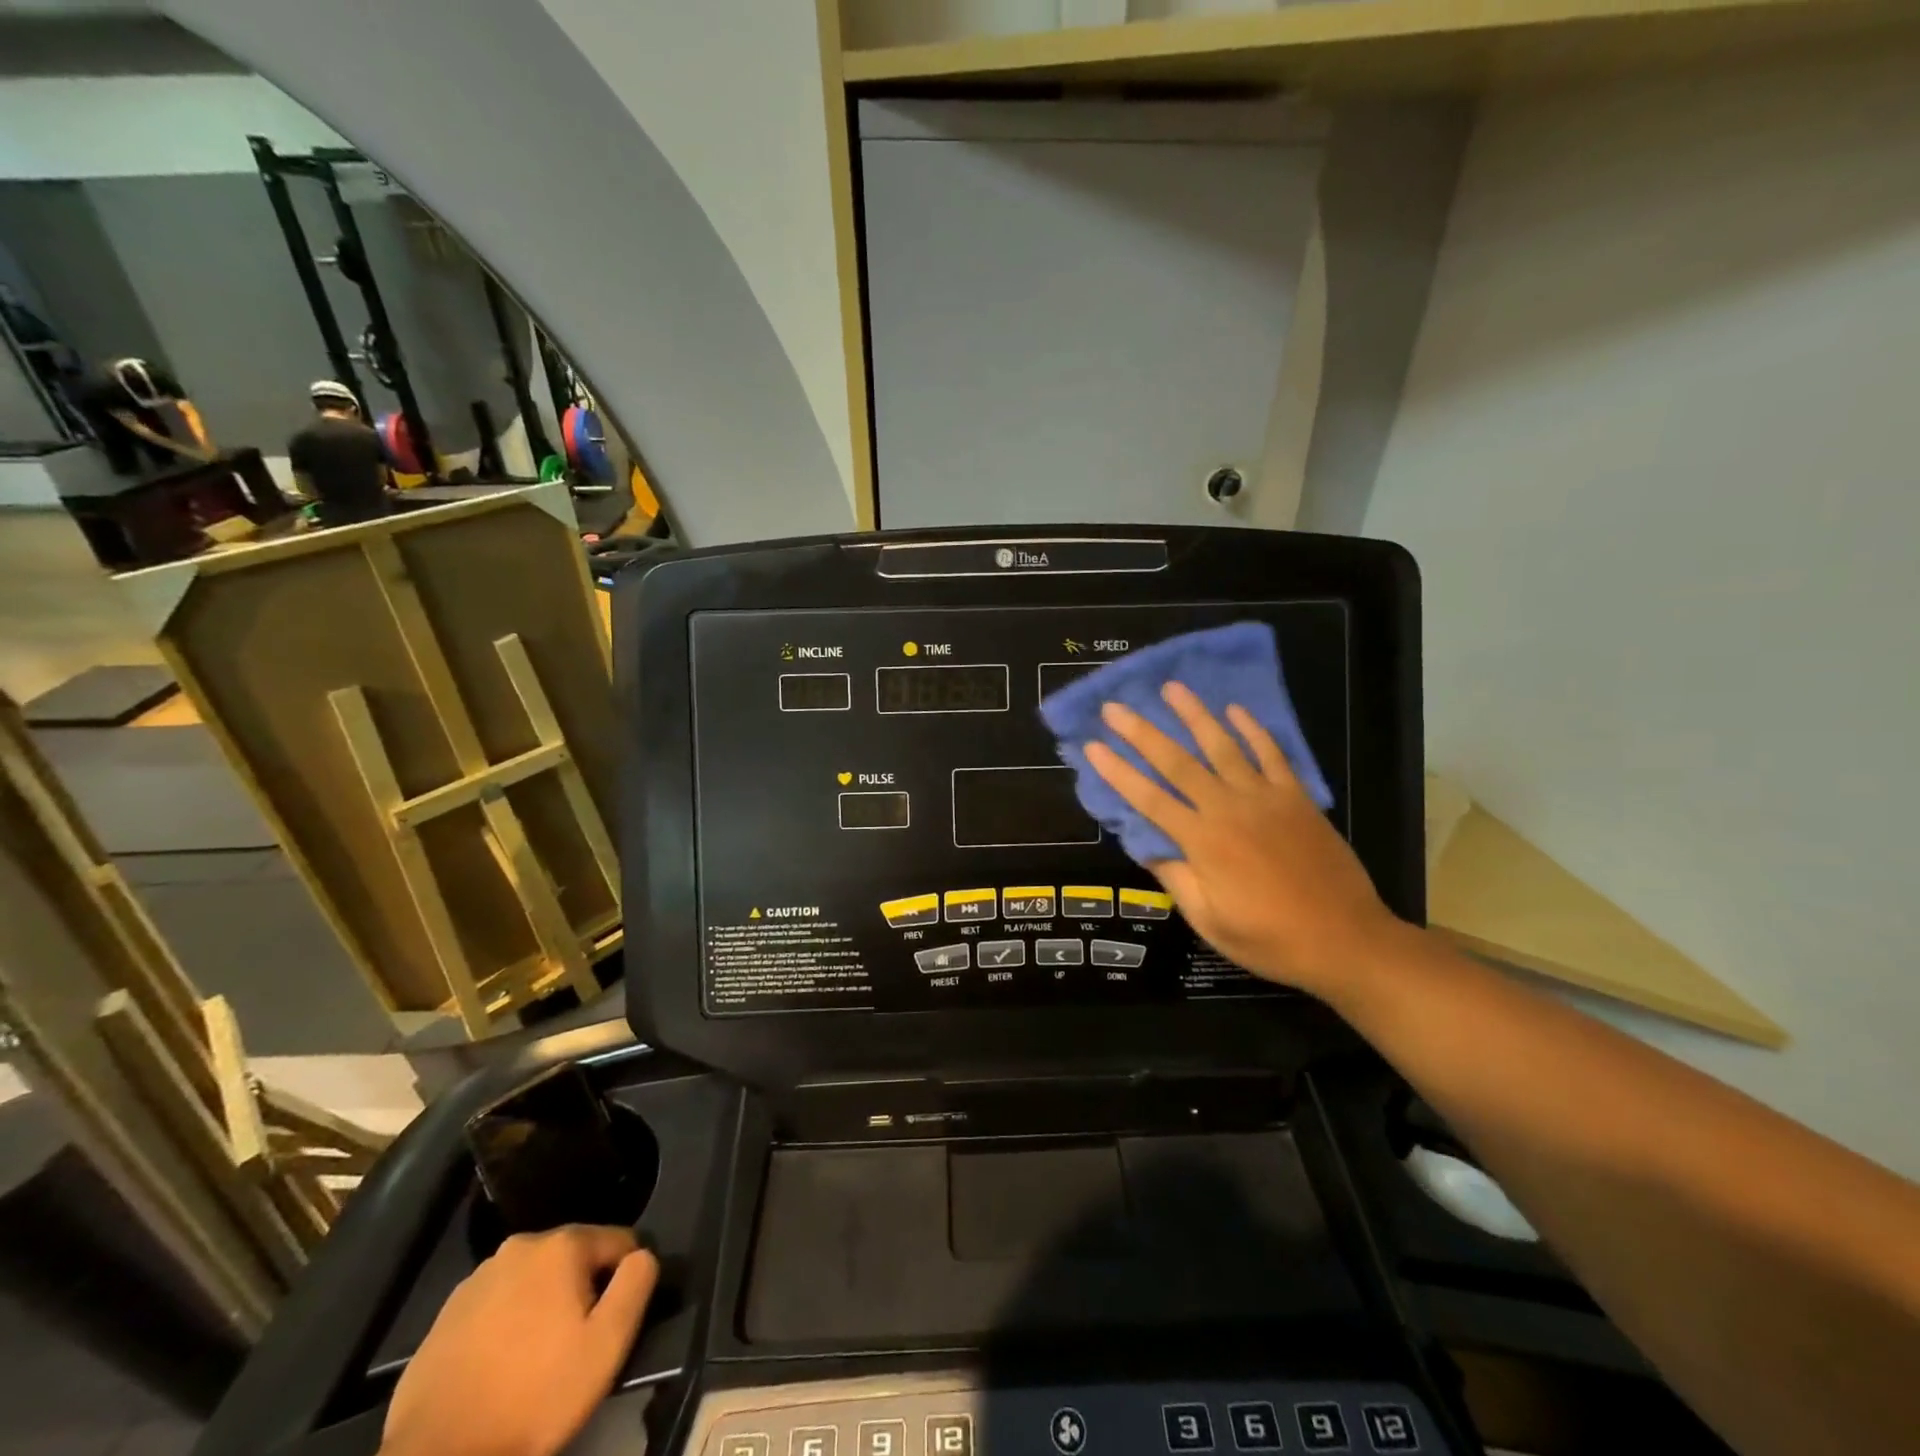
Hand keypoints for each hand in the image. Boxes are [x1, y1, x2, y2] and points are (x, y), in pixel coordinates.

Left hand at [382, 1226, 657, 1455]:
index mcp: (562, 1245)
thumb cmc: (534, 1397)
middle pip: (574, 1258)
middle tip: (574, 1346)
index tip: (612, 1324)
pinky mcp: (446, 1316)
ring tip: (535, 1360)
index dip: (625, 1280)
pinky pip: (497, 1306)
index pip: (619, 1241)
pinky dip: (507, 1325)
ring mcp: (477, 1279)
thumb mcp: (608, 1343)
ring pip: (533, 1281)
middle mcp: (520, 1246)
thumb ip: (637, 1283)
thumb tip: (642, 1255)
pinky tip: (500, 1368)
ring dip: (544, 1306)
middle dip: (582, 1291)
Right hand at [1084, 683, 1403, 995]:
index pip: (1149, 799)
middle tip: (1115, 707)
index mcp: (1203, 842)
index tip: (1093, 746)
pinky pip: (1272, 755)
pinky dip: (1253, 730)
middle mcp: (1228, 810)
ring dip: (1195, 716)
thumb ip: (1177, 880)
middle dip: (1143, 733)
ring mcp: (1266, 799)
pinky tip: (1236, 710)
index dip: (1118, 772)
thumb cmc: (1271, 939)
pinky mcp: (1297, 798)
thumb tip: (1149, 847)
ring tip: (1172, 688)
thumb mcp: (1210, 922)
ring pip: (1223, 747)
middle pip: (1178, 763)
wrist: (1347, 939)